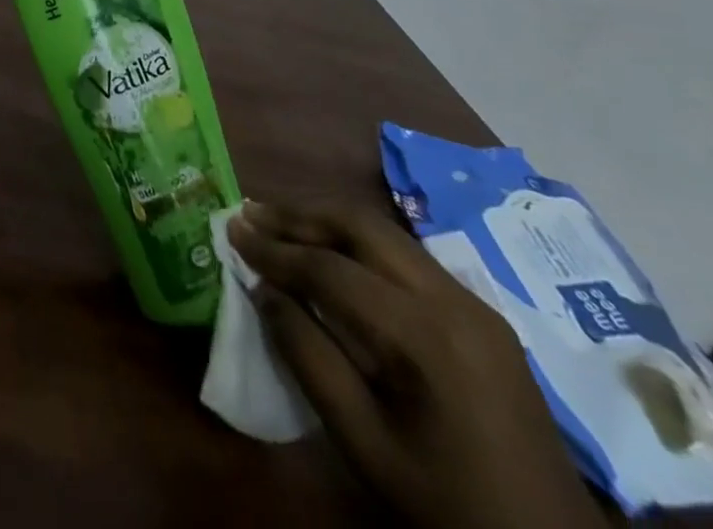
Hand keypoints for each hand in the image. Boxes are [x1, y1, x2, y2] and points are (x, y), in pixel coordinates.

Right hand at [227, 201, 610, 528]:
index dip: (274, 249)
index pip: (330, 268)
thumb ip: (309, 358)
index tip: (230, 230)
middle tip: (251, 212)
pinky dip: (358, 243)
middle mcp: (453, 300)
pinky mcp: (481, 315)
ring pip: (385, 232)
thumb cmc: (447, 505)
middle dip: (299, 213)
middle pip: (361, 225)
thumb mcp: (365, 445)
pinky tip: (332, 254)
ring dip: (327, 221)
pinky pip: (406, 256)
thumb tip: (264, 290)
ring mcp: (474, 303)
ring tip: (279, 222)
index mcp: (425, 336)